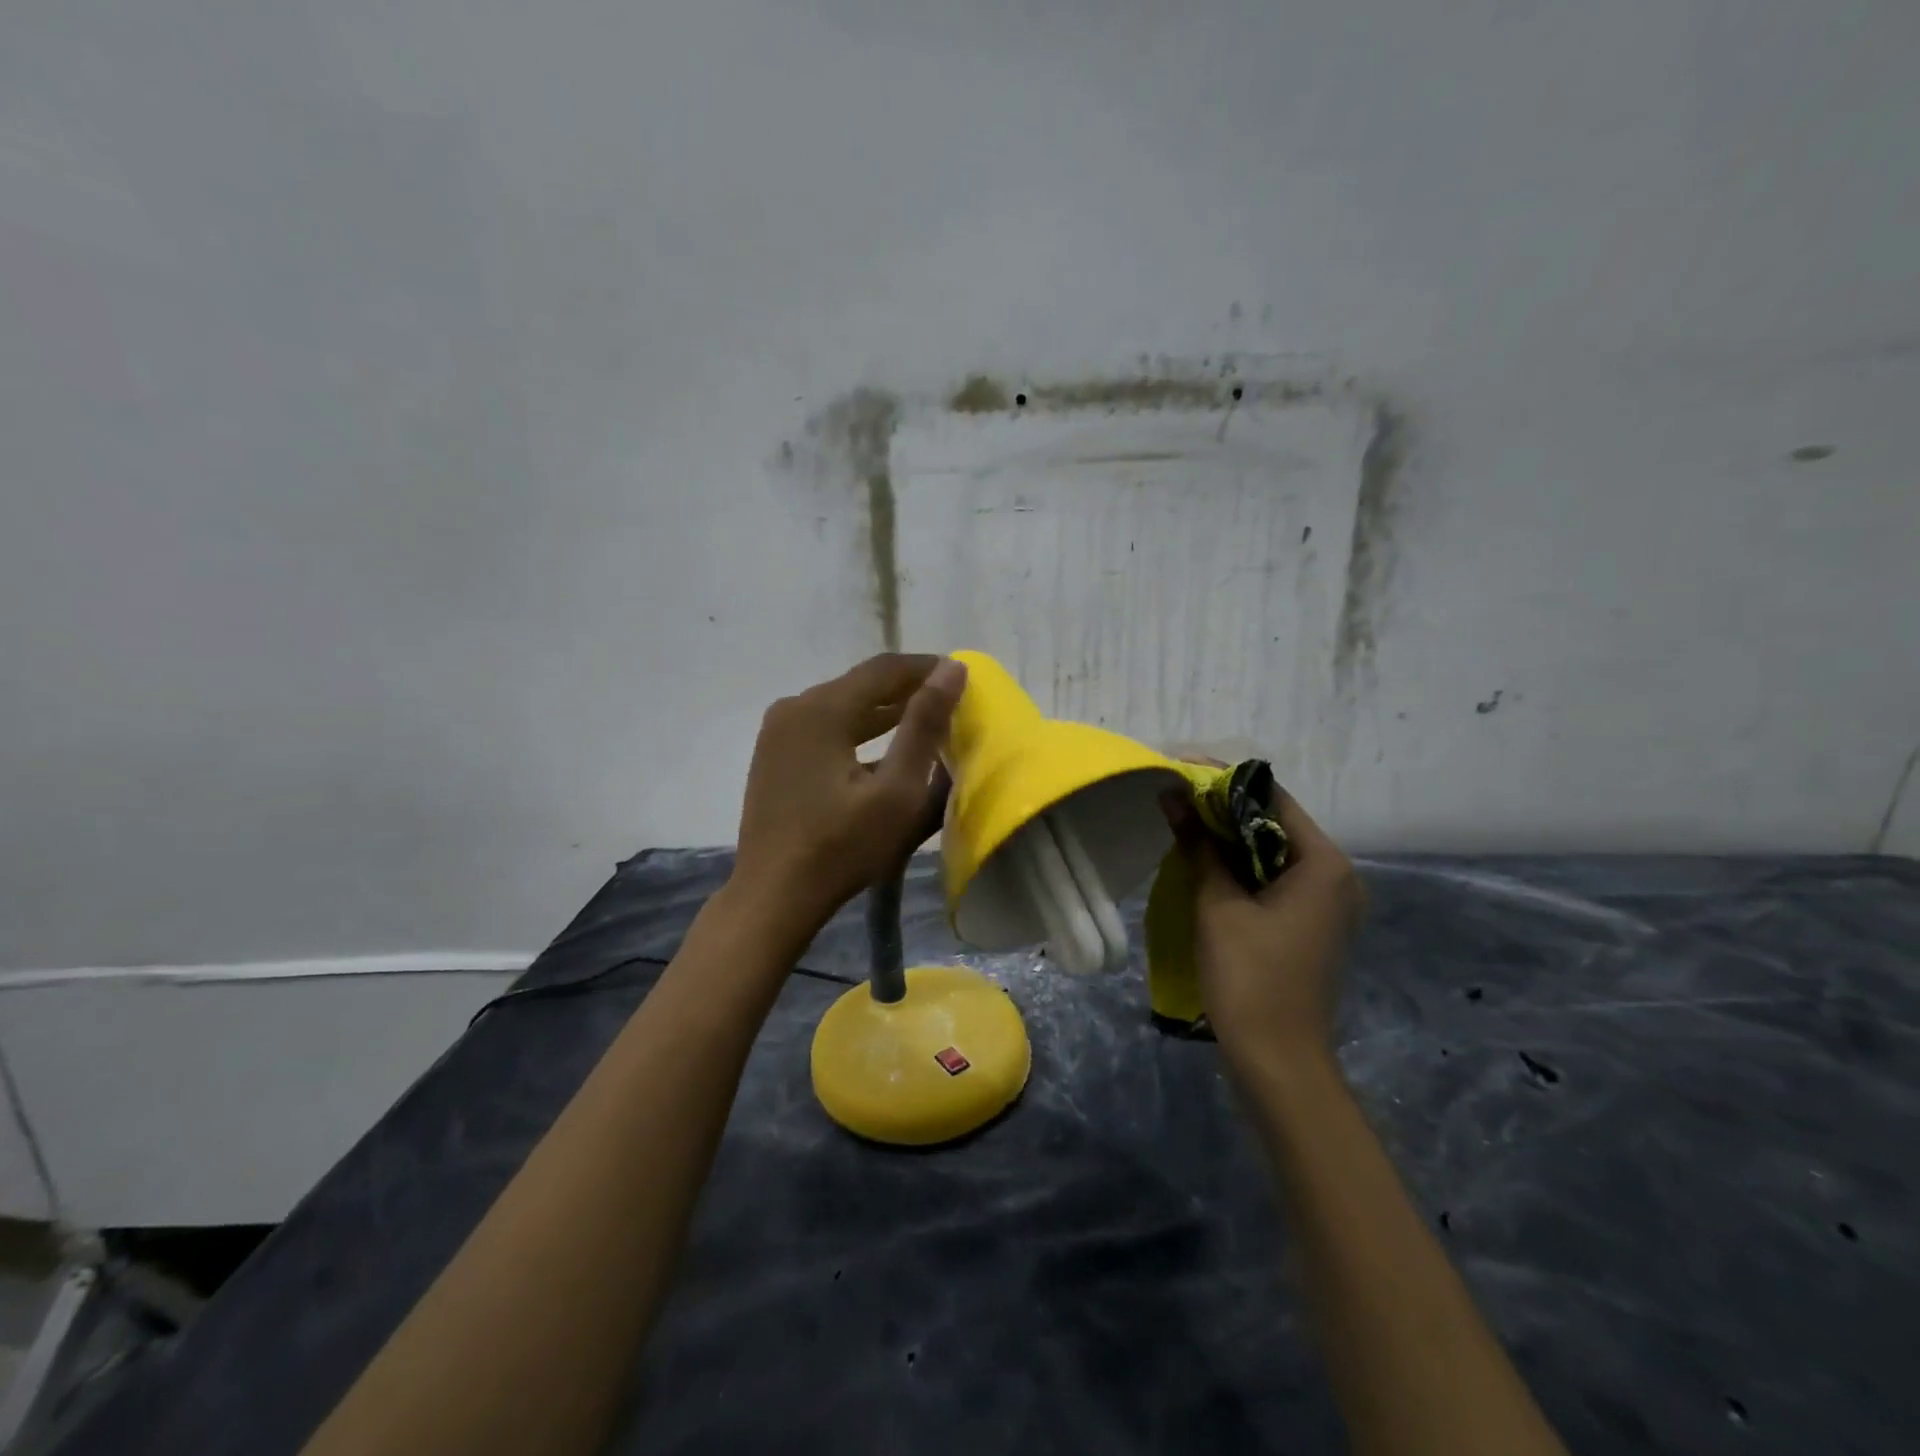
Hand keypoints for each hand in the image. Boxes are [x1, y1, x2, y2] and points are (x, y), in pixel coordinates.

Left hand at [732, 653, 966, 931]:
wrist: (773, 897)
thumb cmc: (841, 847)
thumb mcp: (897, 790)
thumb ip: (924, 725)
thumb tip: (951, 669)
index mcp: (822, 708)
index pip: (885, 669)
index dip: (927, 668)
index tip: (962, 677)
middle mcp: (795, 707)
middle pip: (861, 685)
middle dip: (907, 691)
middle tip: (951, 703)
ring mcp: (779, 732)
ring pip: (843, 707)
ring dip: (884, 713)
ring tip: (927, 724)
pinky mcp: (774, 756)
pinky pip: (825, 729)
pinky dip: (858, 733)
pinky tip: (884, 753)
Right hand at [1163, 781, 1363, 1066]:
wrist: (1277, 1062)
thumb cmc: (1249, 978)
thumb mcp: (1217, 904)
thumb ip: (1198, 844)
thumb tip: (1172, 794)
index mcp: (1324, 864)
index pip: (1271, 799)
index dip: (1223, 781)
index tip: (1179, 772)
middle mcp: (1336, 876)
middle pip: (1273, 823)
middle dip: (1222, 809)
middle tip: (1173, 797)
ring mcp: (1326, 903)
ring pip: (1271, 852)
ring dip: (1228, 838)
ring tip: (1180, 822)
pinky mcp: (1310, 925)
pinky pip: (1274, 879)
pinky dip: (1240, 867)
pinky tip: (1203, 863)